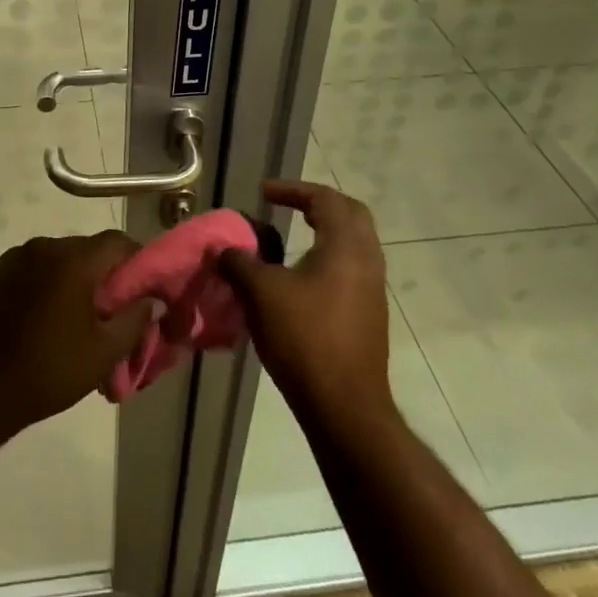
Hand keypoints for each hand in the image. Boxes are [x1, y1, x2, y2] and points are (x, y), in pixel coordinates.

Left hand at [0, 231, 156, 433]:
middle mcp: (44, 246)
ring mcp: (14, 258)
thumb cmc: (47, 370)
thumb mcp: (102, 353)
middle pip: (87, 250)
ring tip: (75, 319)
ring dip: (72, 280)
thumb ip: (134, 321)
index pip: (118, 242)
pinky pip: (31, 270)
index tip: (144, 289)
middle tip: (111, 311)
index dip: (137, 262)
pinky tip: (42, 320)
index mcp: (73, 259)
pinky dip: (45, 286)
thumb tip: (153, 301)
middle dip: (104, 275)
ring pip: (58, 260)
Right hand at [218, 179, 392, 426]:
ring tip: (290, 237)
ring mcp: (372, 290)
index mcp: (346, 246)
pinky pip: (351, 269)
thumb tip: (224, 249)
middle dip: (318, 204)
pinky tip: (300, 277)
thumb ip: (240, 262)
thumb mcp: (261, 293)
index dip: (293, 189)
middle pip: (350, 215)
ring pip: (354, 244)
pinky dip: (327, 258)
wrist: (344, 407)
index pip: (325, 199)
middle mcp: (367, 261)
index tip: (264, 192)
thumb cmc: (304, 338)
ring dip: (325, 232)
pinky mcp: (369, 315)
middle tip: (288, 205)